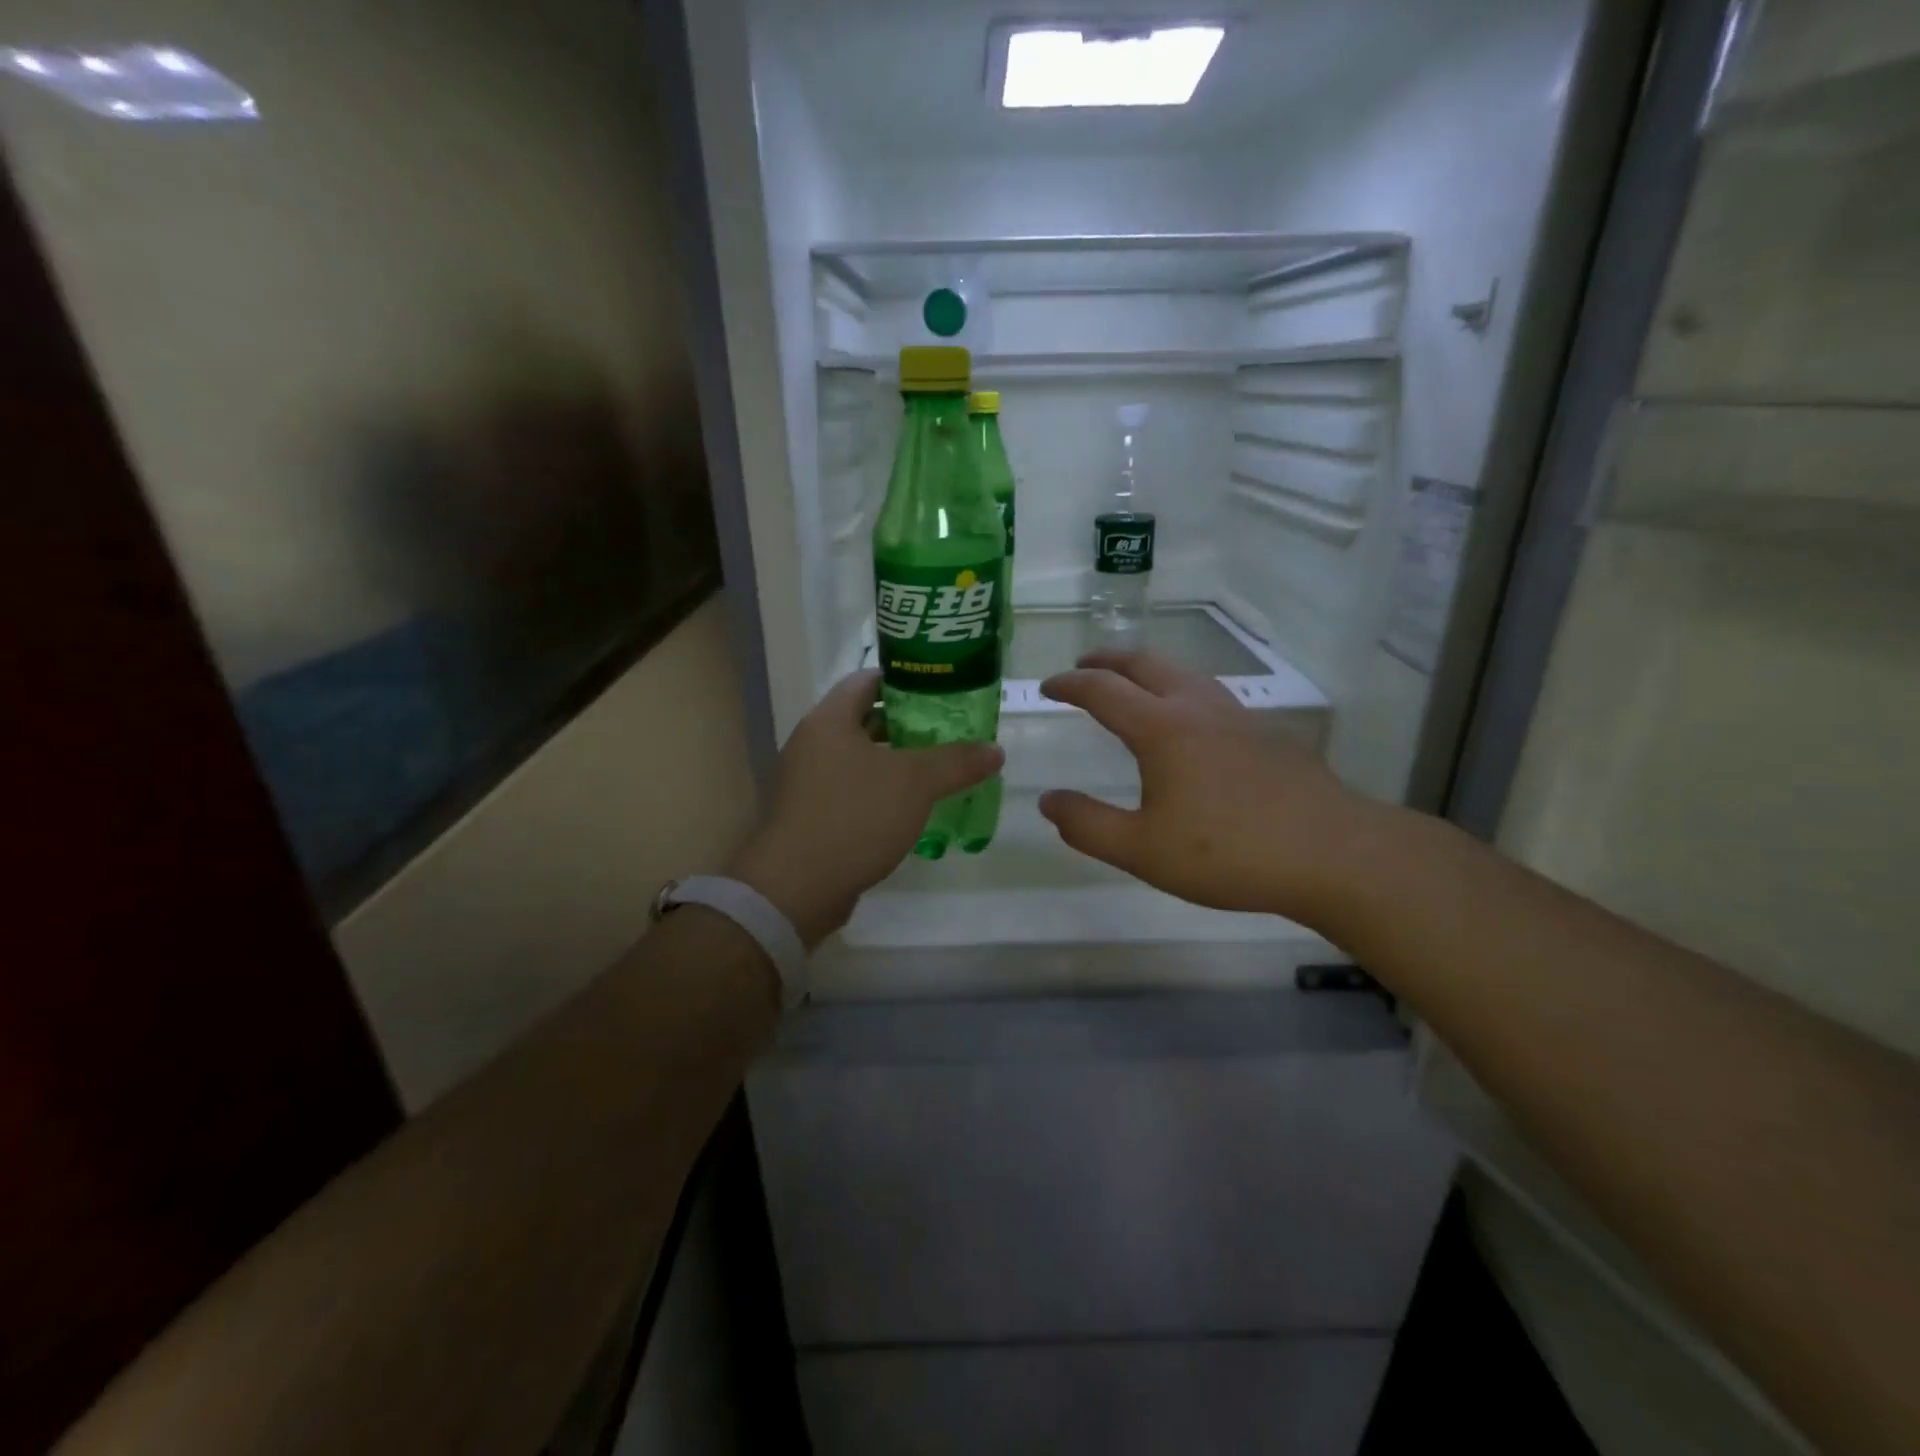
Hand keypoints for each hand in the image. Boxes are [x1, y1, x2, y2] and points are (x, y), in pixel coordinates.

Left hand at [728, 669, 1002, 945]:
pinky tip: (910, 809)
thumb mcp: (915, 783)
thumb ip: (956, 762)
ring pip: (859, 758)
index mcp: (830, 720)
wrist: (797, 887)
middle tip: (949, 733)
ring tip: (937, 770)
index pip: (867, 680)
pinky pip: (851, 790)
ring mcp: (807, 781)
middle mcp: (812, 743)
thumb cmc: (855, 817)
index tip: (941, 692)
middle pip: (865, 720)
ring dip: (895, 762)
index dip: (905, 680)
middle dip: (907, 725)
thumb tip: (995, 750)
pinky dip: (879, 792)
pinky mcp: (810, 815)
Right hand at [1038, 651, 1374, 926]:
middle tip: (1084, 667)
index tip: (1047, 688)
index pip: (1103, 690)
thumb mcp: (1142, 850)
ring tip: (1132, 686)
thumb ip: (1088, 825)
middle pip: (1145, 664)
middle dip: (1108, 660)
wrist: (1333, 853)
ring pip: (1183, 673)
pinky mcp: (1267, 733)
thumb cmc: (1228, 852)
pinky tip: (1190, 723)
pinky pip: (1210, 694)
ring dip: (1147, 671)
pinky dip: (1181, 691)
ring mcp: (1238, 716)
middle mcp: (1197, 708)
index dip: (1070, 685)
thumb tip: (1048, 801)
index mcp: (1162, 728)